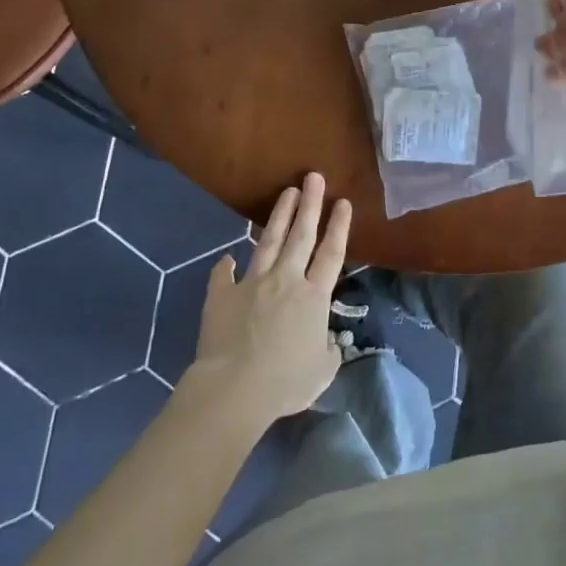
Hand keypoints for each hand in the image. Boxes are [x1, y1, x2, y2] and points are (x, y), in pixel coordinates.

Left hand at [184, 172, 349, 424]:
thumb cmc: (286, 381)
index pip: (331, 253)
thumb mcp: (322, 370)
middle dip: (310, 204)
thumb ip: (329, 349)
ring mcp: (252, 284)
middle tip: (313, 177)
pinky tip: (226, 256)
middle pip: (301, 236)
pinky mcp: (223, 296)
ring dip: (279, 216)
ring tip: (287, 193)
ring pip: (269, 242)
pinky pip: (223, 277)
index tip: (343, 201)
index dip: (339, 226)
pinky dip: (225, 266)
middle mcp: (286, 281)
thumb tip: (329, 341)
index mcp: (314, 297)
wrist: (235, 388)